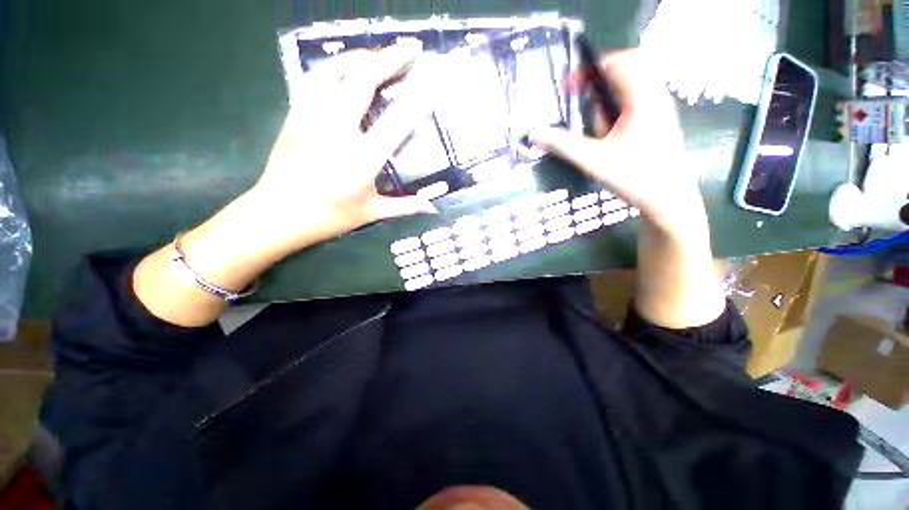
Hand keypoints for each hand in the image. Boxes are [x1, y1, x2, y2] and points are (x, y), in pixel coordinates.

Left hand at [246, 43, 436, 255]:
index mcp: (363, 159)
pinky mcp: (295, 115)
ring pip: (334, 70)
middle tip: (410, 49)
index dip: (417, 99)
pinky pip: (313, 78)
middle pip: (363, 80)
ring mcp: (312, 118)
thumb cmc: (330, 216)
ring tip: (378, 53)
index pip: (396, 122)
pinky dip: (332, 66)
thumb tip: (433, 208)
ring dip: (359, 55)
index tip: (432, 82)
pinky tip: (344, 66)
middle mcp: (338, 130)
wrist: (279, 214)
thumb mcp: (372, 212)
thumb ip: (406, 206)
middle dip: (389, 58)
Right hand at [533, 49, 724, 328]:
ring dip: (597, 99)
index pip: (623, 60)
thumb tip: (531, 135)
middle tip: (564, 95)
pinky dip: (602, 115)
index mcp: (644, 103)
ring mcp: (651, 120)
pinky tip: (588, 134)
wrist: (673, 213)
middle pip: (624, 72)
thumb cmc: (643, 190)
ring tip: (570, 113)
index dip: (593, 63)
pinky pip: (622, 113)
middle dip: (592, 79)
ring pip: (623, 94)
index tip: (567, 77)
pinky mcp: (647, 136)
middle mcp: (651, 105)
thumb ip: (566, 147)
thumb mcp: (599, 166)